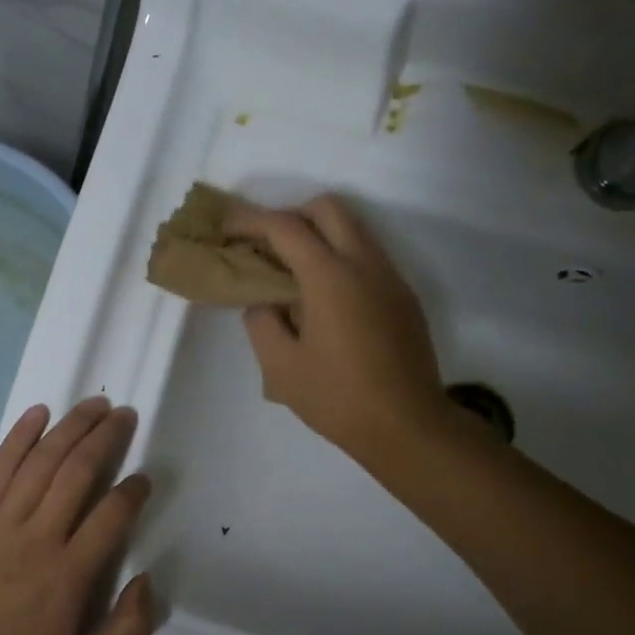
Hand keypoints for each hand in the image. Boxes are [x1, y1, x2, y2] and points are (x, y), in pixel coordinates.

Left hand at [0, 398, 155, 634]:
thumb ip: (127, 630)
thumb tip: (147, 580)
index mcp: (69, 575)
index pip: (111, 515)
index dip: (132, 491)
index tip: (143, 479)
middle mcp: (37, 537)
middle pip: (77, 473)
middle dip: (106, 439)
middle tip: (124, 415)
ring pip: (41, 462)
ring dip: (70, 428)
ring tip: (93, 405)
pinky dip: (19, 437)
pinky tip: (38, 413)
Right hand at [224, 195, 448, 459]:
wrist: (408, 427)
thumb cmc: (338, 398)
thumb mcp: (280, 367)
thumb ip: (262, 322)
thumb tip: (264, 301)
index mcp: (331, 277)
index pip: (285, 227)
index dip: (250, 221)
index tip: (226, 228)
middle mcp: (365, 264)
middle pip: (328, 208)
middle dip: (290, 215)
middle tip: (265, 247)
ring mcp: (390, 278)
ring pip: (353, 229)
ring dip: (318, 235)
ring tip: (291, 272)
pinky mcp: (403, 297)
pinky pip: (368, 256)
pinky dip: (339, 257)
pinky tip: (323, 299)